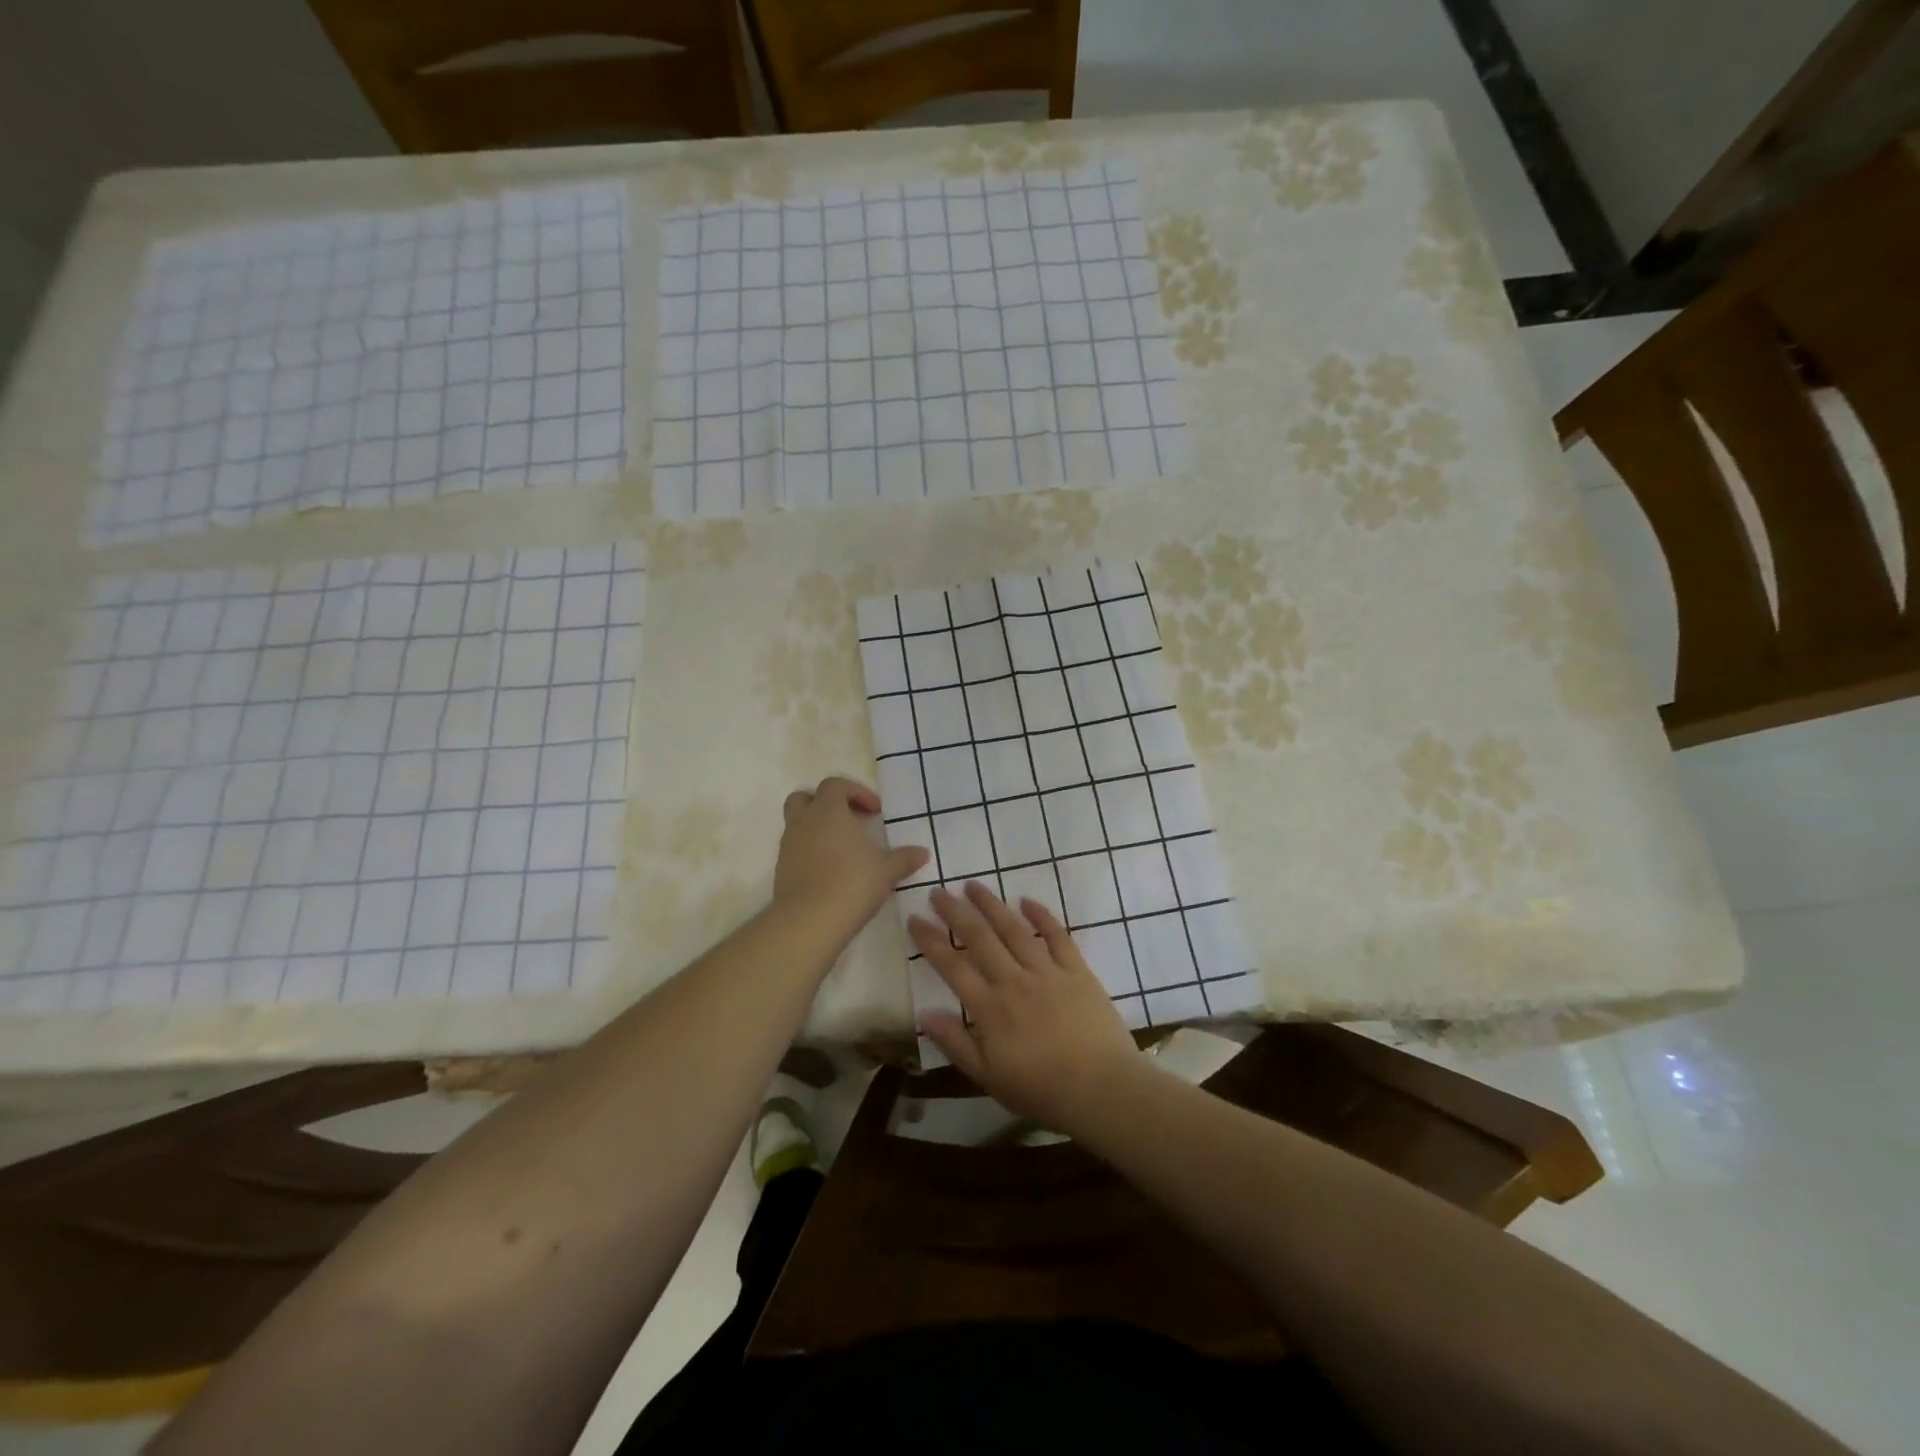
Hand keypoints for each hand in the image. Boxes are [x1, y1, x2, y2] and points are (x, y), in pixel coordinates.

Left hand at [774, 777, 928, 938]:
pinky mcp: (781, 869)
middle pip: (805, 797)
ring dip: (818, 828)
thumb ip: (904, 858)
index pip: (835, 785)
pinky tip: (830, 871)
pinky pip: (795, 849)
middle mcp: (803, 822)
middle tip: (849, 821)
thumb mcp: (886, 871)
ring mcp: (788, 845)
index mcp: (828, 811)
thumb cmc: (851, 883)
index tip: (875, 812)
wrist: (808, 921)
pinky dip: (810, 851)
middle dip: (827, 804)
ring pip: (798, 823)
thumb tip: (923, 853)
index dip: (856, 792)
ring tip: (843, 849)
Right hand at [909, 882, 1142, 1128]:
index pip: (952, 967)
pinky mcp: (1077, 970)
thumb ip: (955, 1043)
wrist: (1101, 1089)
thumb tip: (924, 1013)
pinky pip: (1057, 936)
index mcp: (989, 1008)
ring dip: (991, 905)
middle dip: (956, 912)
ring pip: (1014, 929)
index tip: (914, 919)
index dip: (930, 941)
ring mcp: (1047, 972)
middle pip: (979, 939)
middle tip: (938, 892)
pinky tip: (1026, 900)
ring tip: (974, 885)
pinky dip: (1041, 916)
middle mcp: (1014, 981)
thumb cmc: (1041, 1090)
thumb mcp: (988, 1077)